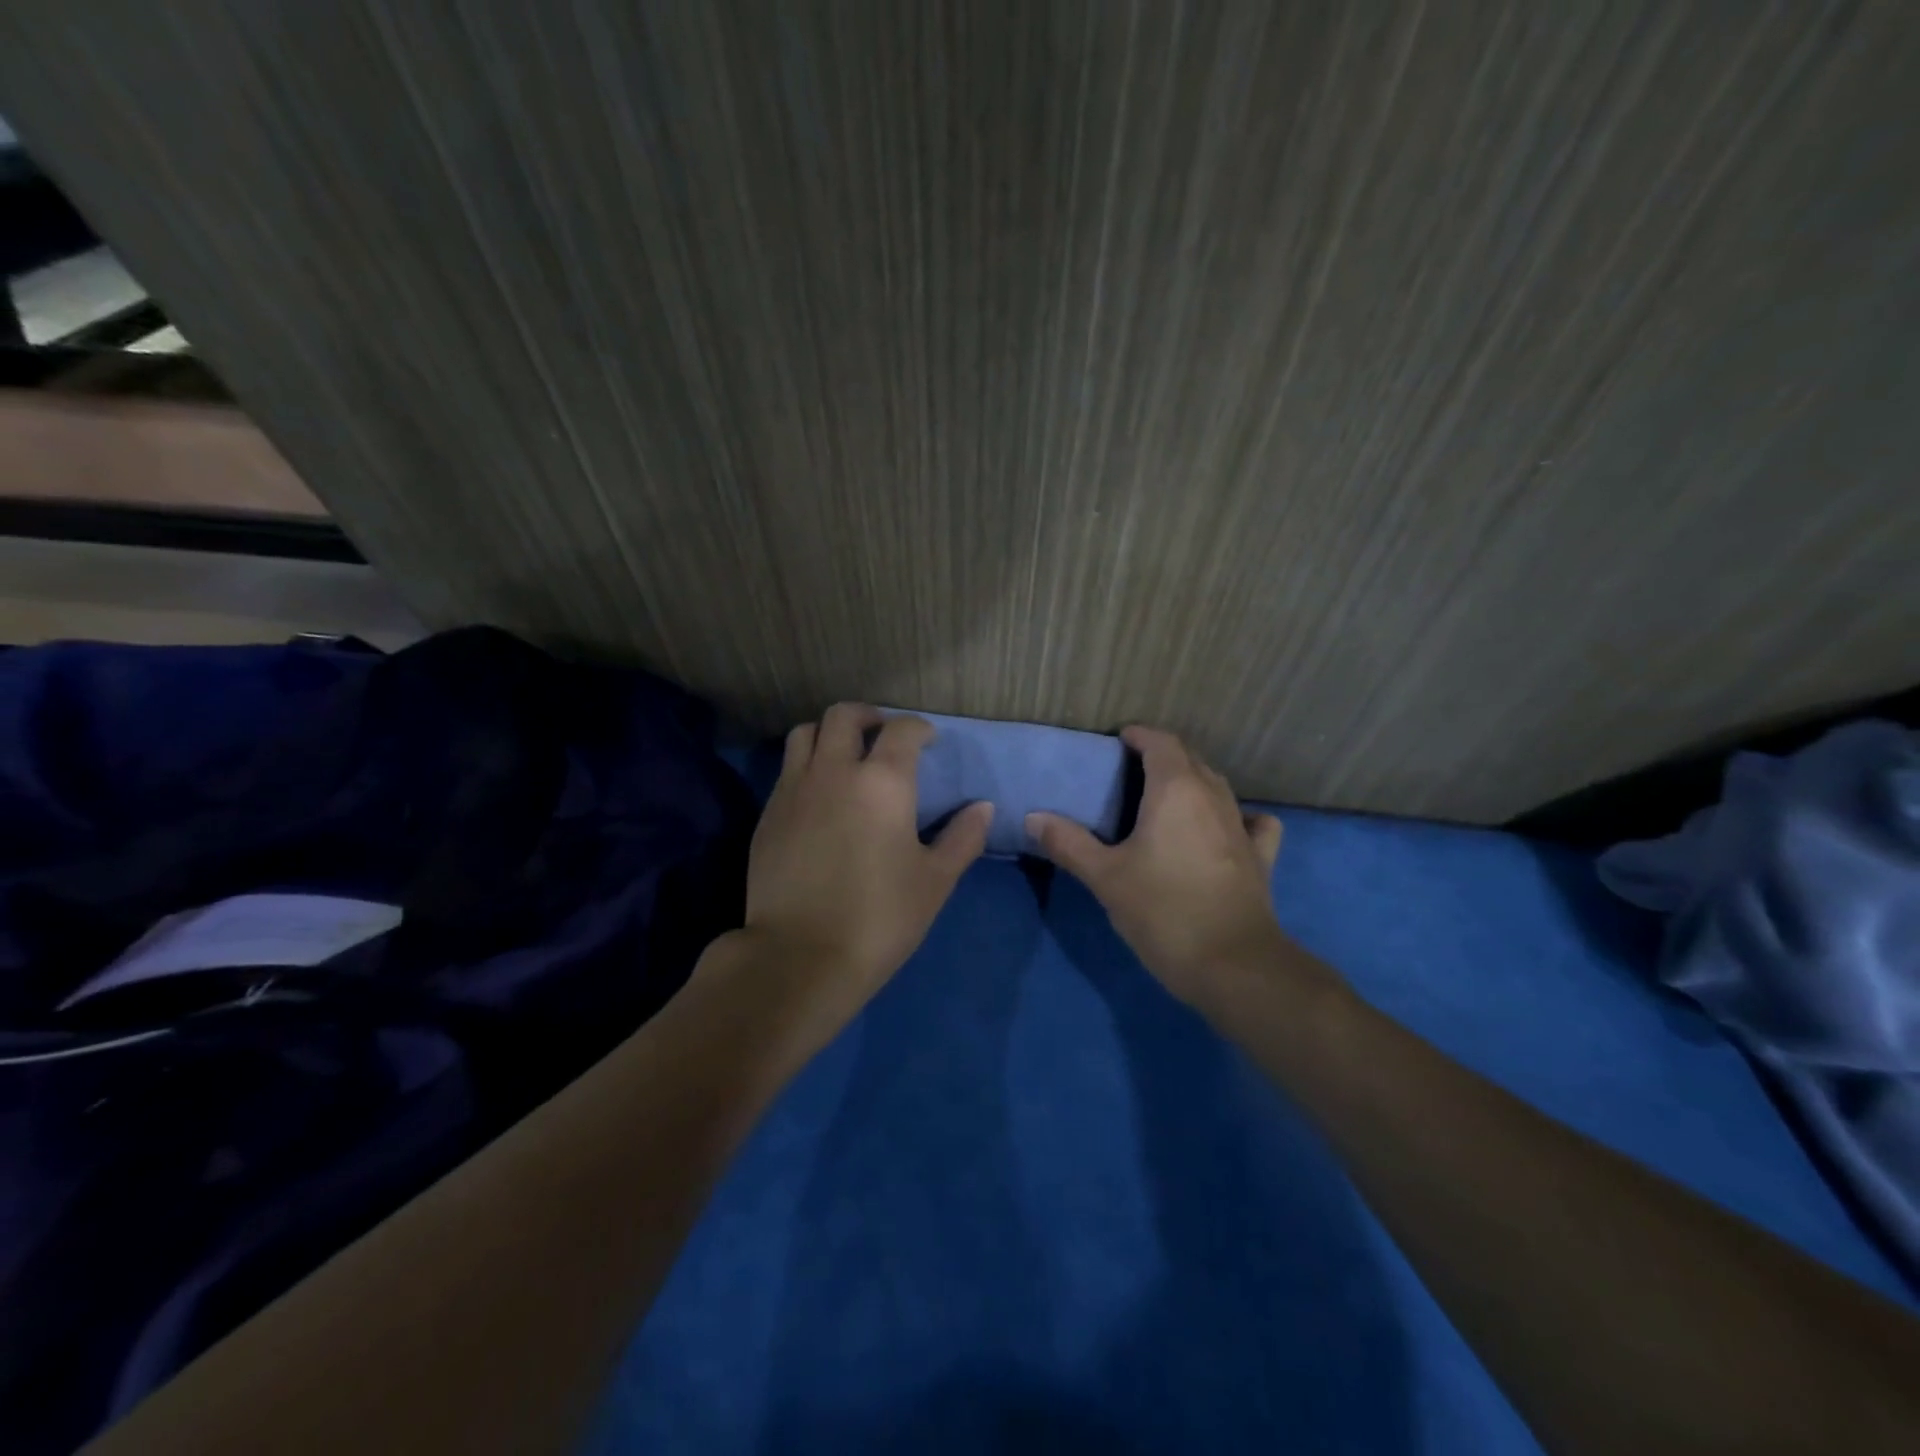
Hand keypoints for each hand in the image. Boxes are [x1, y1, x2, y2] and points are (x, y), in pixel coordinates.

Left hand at [737, 704, 992, 1015]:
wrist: (801, 956)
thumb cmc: (880, 917)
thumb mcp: (935, 881)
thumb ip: (963, 838)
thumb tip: (983, 808)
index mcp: (882, 782)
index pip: (902, 730)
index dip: (918, 728)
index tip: (928, 740)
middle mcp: (834, 772)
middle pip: (844, 716)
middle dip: (869, 716)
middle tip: (883, 735)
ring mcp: (794, 790)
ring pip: (806, 734)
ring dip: (829, 734)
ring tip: (845, 756)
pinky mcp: (767, 815)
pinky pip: (787, 771)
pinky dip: (807, 767)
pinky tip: (819, 797)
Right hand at [1028, 726, 1288, 1005]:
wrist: (1232, 964)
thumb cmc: (1162, 910)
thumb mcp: (1105, 877)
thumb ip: (1068, 842)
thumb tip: (1033, 817)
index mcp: (1176, 790)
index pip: (1161, 742)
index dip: (1139, 736)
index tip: (1118, 741)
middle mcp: (1213, 796)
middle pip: (1189, 759)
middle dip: (1162, 756)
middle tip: (1130, 772)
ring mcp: (1242, 826)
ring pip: (1217, 786)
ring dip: (1192, 781)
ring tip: (1164, 798)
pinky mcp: (1260, 856)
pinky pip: (1251, 821)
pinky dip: (1235, 815)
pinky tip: (1224, 828)